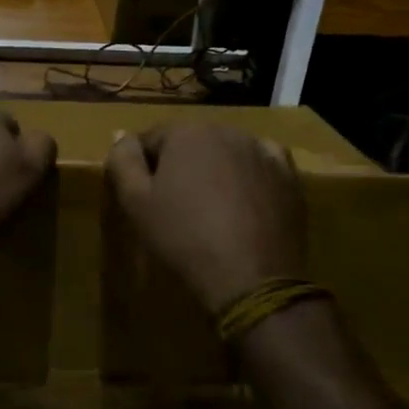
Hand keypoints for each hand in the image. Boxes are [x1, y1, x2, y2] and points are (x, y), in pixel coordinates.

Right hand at [106, 124, 307, 313]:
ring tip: (210, 209)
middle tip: (174, 206)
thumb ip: (123, 160)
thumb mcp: (135, 202)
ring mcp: (262, 151)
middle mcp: (226, 130)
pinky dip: (249, 176)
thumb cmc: (183, 238)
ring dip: (214, 170)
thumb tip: (121, 134)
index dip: (142, 167)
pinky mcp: (288, 177)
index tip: (143, 197)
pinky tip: (244, 200)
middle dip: (180, 166)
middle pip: (191, 143)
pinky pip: (261, 165)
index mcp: (186, 132)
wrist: (250, 278)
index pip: (151, 139)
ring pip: (226, 152)